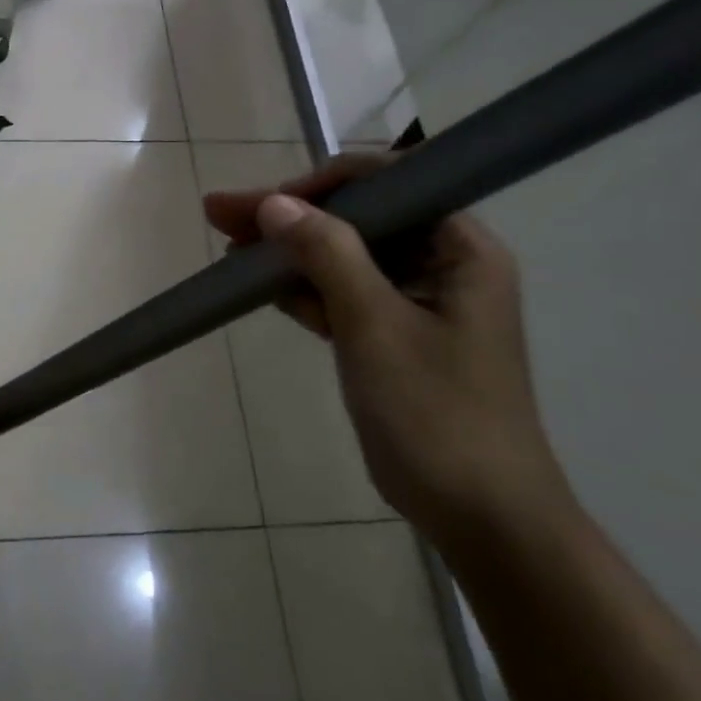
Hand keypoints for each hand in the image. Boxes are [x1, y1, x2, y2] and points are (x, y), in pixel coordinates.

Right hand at [205, 155, 570, 545]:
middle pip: (356, 218)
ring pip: (341, 255)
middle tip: (221, 212)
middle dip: (288, 215)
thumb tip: (274, 202)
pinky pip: (339, 293)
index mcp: (460, 247)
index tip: (268, 203)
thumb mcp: (375, 325)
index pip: (389, 183)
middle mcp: (441, 262)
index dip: (323, 184)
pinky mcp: (391, 333)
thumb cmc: (437, 413)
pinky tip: (255, 282)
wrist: (479, 516)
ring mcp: (414, 300)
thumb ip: (326, 254)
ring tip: (226, 242)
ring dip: (286, 250)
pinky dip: (300, 287)